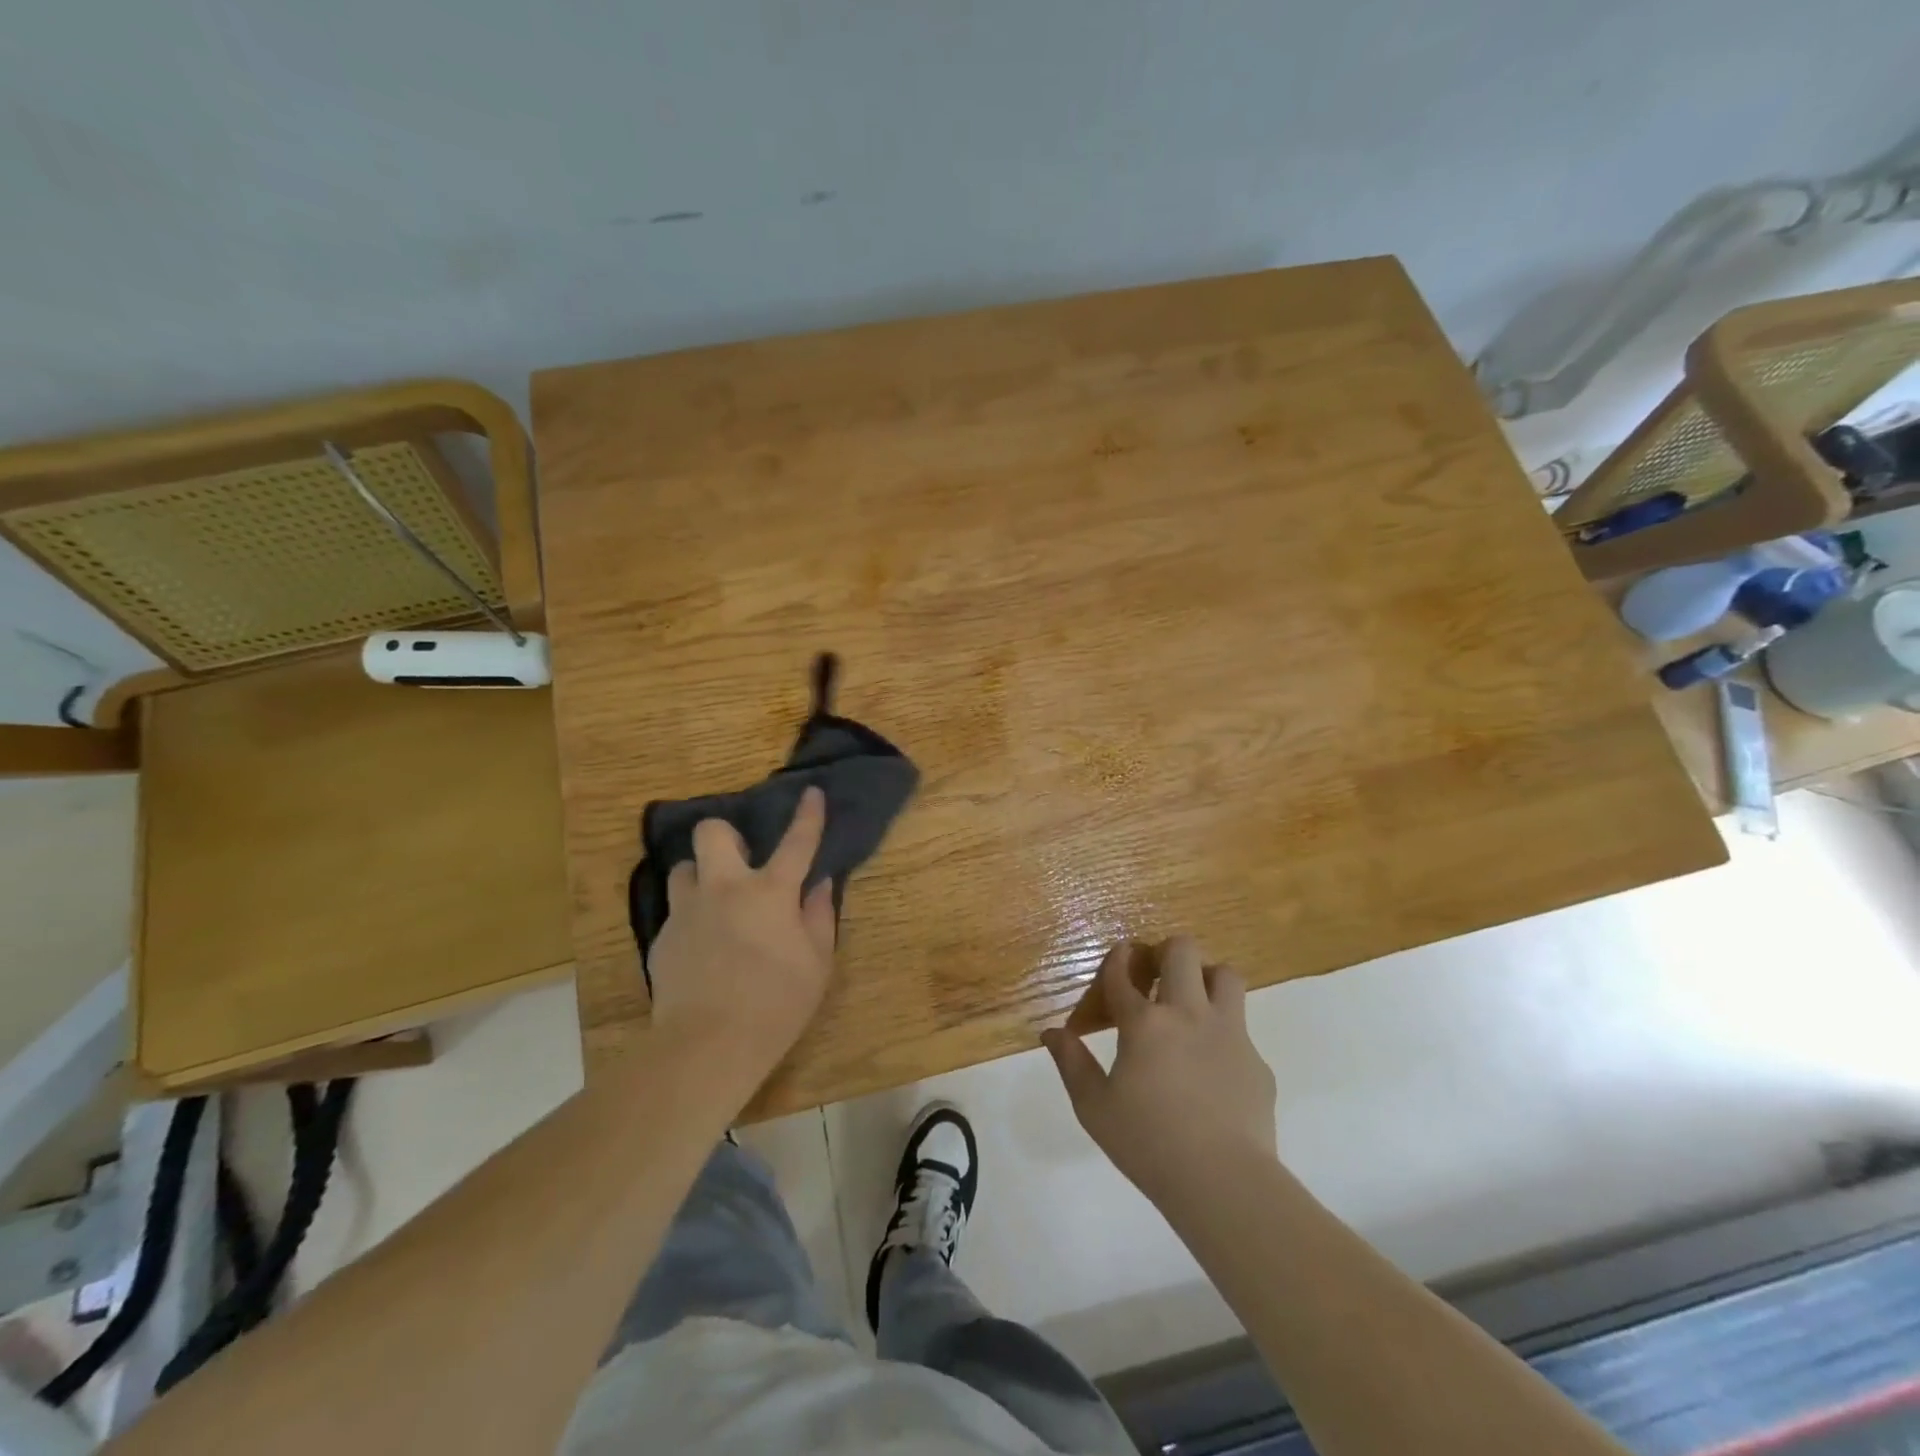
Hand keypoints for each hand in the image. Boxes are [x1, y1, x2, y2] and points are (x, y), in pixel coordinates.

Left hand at [647, 787, 837, 1096]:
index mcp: (770, 893)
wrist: (707, 1045)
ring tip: (715, 902)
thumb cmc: (776, 1003)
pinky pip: (676, 913)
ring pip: (684, 869)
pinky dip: (692, 919)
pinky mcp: (663, 940)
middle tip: (740, 860)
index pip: (796, 842)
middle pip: (711, 833)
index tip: (811, 792)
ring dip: (701, 876)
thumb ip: (818, 917)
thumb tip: (819, 885)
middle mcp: (724, 889)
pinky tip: (703, 949)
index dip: (807, 815)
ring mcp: (687, 912)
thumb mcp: (817, 964)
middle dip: (725, 834)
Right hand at [1043, 936, 1278, 1208]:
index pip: (1124, 974)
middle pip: (1182, 951)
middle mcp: (1188, 1014)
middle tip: (1155, 977)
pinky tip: (1212, 1066)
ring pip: (1225, 975)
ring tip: (1192, 1002)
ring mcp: (1229, 1033)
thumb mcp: (1094, 1107)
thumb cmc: (1148, 1144)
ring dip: (1205, 978)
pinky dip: (1224, 1033)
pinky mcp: (1257, 1061)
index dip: (1117, 960)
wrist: (1224, 1182)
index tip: (1118, 958)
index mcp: (1145, 1024)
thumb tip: (1052, 1033)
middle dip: (1165, 952)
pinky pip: (1242, 1028)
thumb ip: (1071, 1063)